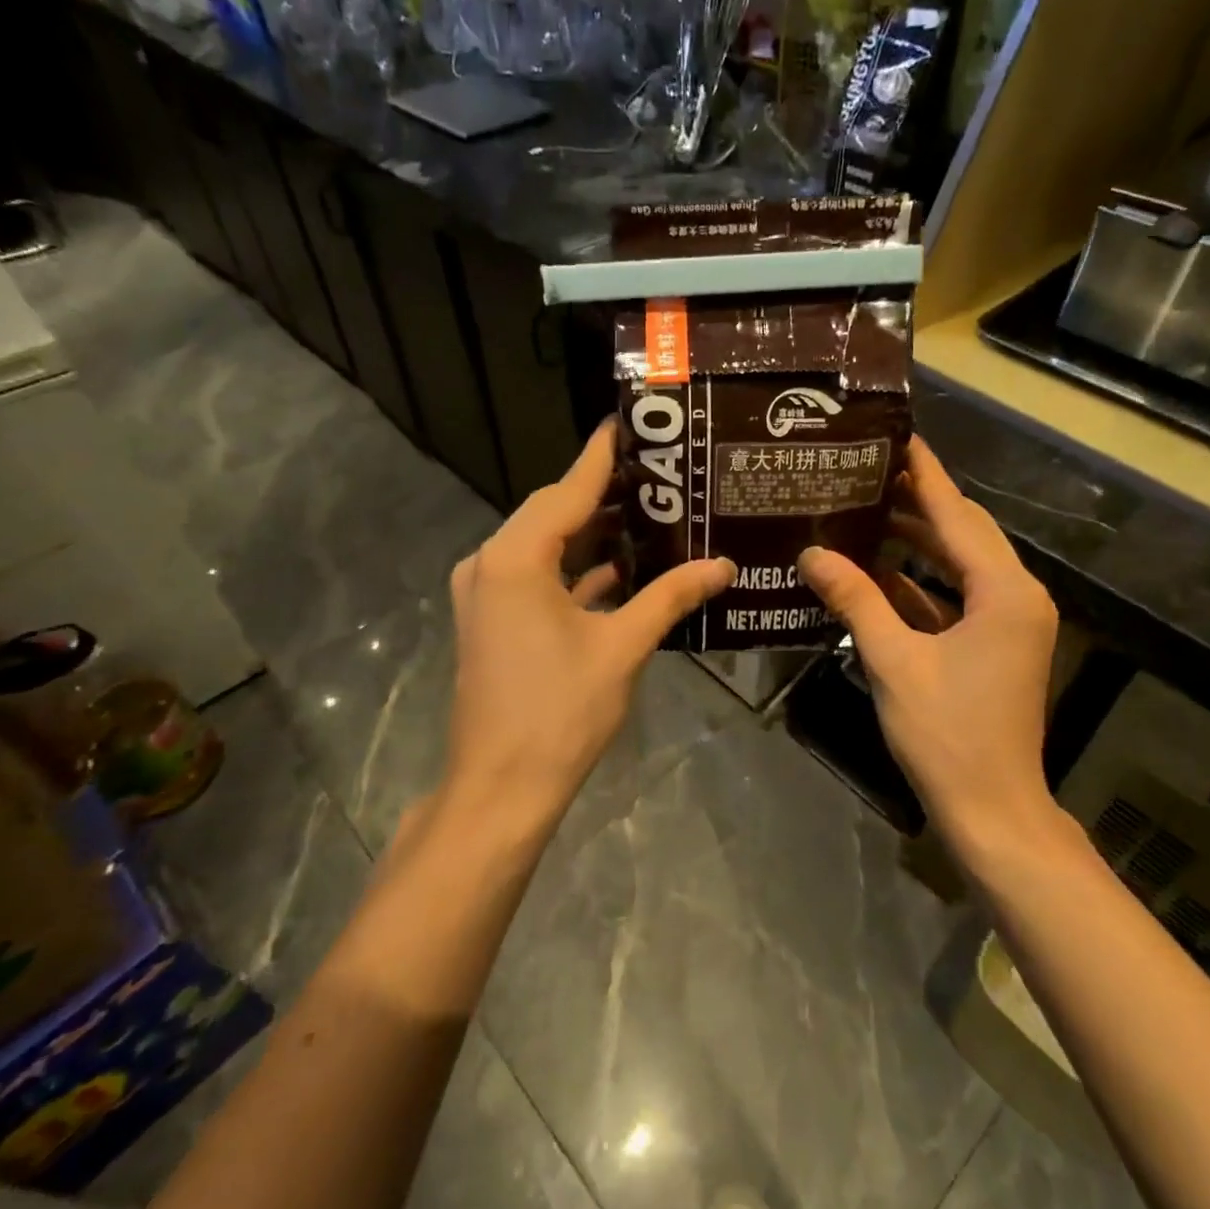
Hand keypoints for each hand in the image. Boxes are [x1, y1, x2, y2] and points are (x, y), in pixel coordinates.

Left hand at [440, 422, 734, 836]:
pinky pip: (536, 578)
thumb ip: (671, 596)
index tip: (629, 423)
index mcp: (516, 558)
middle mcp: (490, 564)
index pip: (568, 490)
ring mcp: (486, 595)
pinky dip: (574, 571)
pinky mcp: (491, 621)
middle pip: (553, 513)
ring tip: (648, 514)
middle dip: (603, 494)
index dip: (602, 456)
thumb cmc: (561, 711)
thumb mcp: (622, 647)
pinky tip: (620, 571)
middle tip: (658, 474)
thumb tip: (724, 565)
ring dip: (590, 534)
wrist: (501, 786)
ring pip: (544, 547)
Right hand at [798, 437, 1066, 863]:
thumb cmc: (946, 734)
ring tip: (866, 510)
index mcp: (1004, 591)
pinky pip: (957, 596)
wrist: (992, 809)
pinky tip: (879, 571)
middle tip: (867, 471)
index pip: (957, 513)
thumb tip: (811, 553)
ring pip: (961, 563)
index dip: (925, 473)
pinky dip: (922, 583)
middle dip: (918, 501)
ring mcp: (1011, 621)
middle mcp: (1017, 595)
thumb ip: (854, 600)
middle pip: (964, 531)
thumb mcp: (893, 661)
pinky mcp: (997, 644)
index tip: (896, 434)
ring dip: (919, 540)